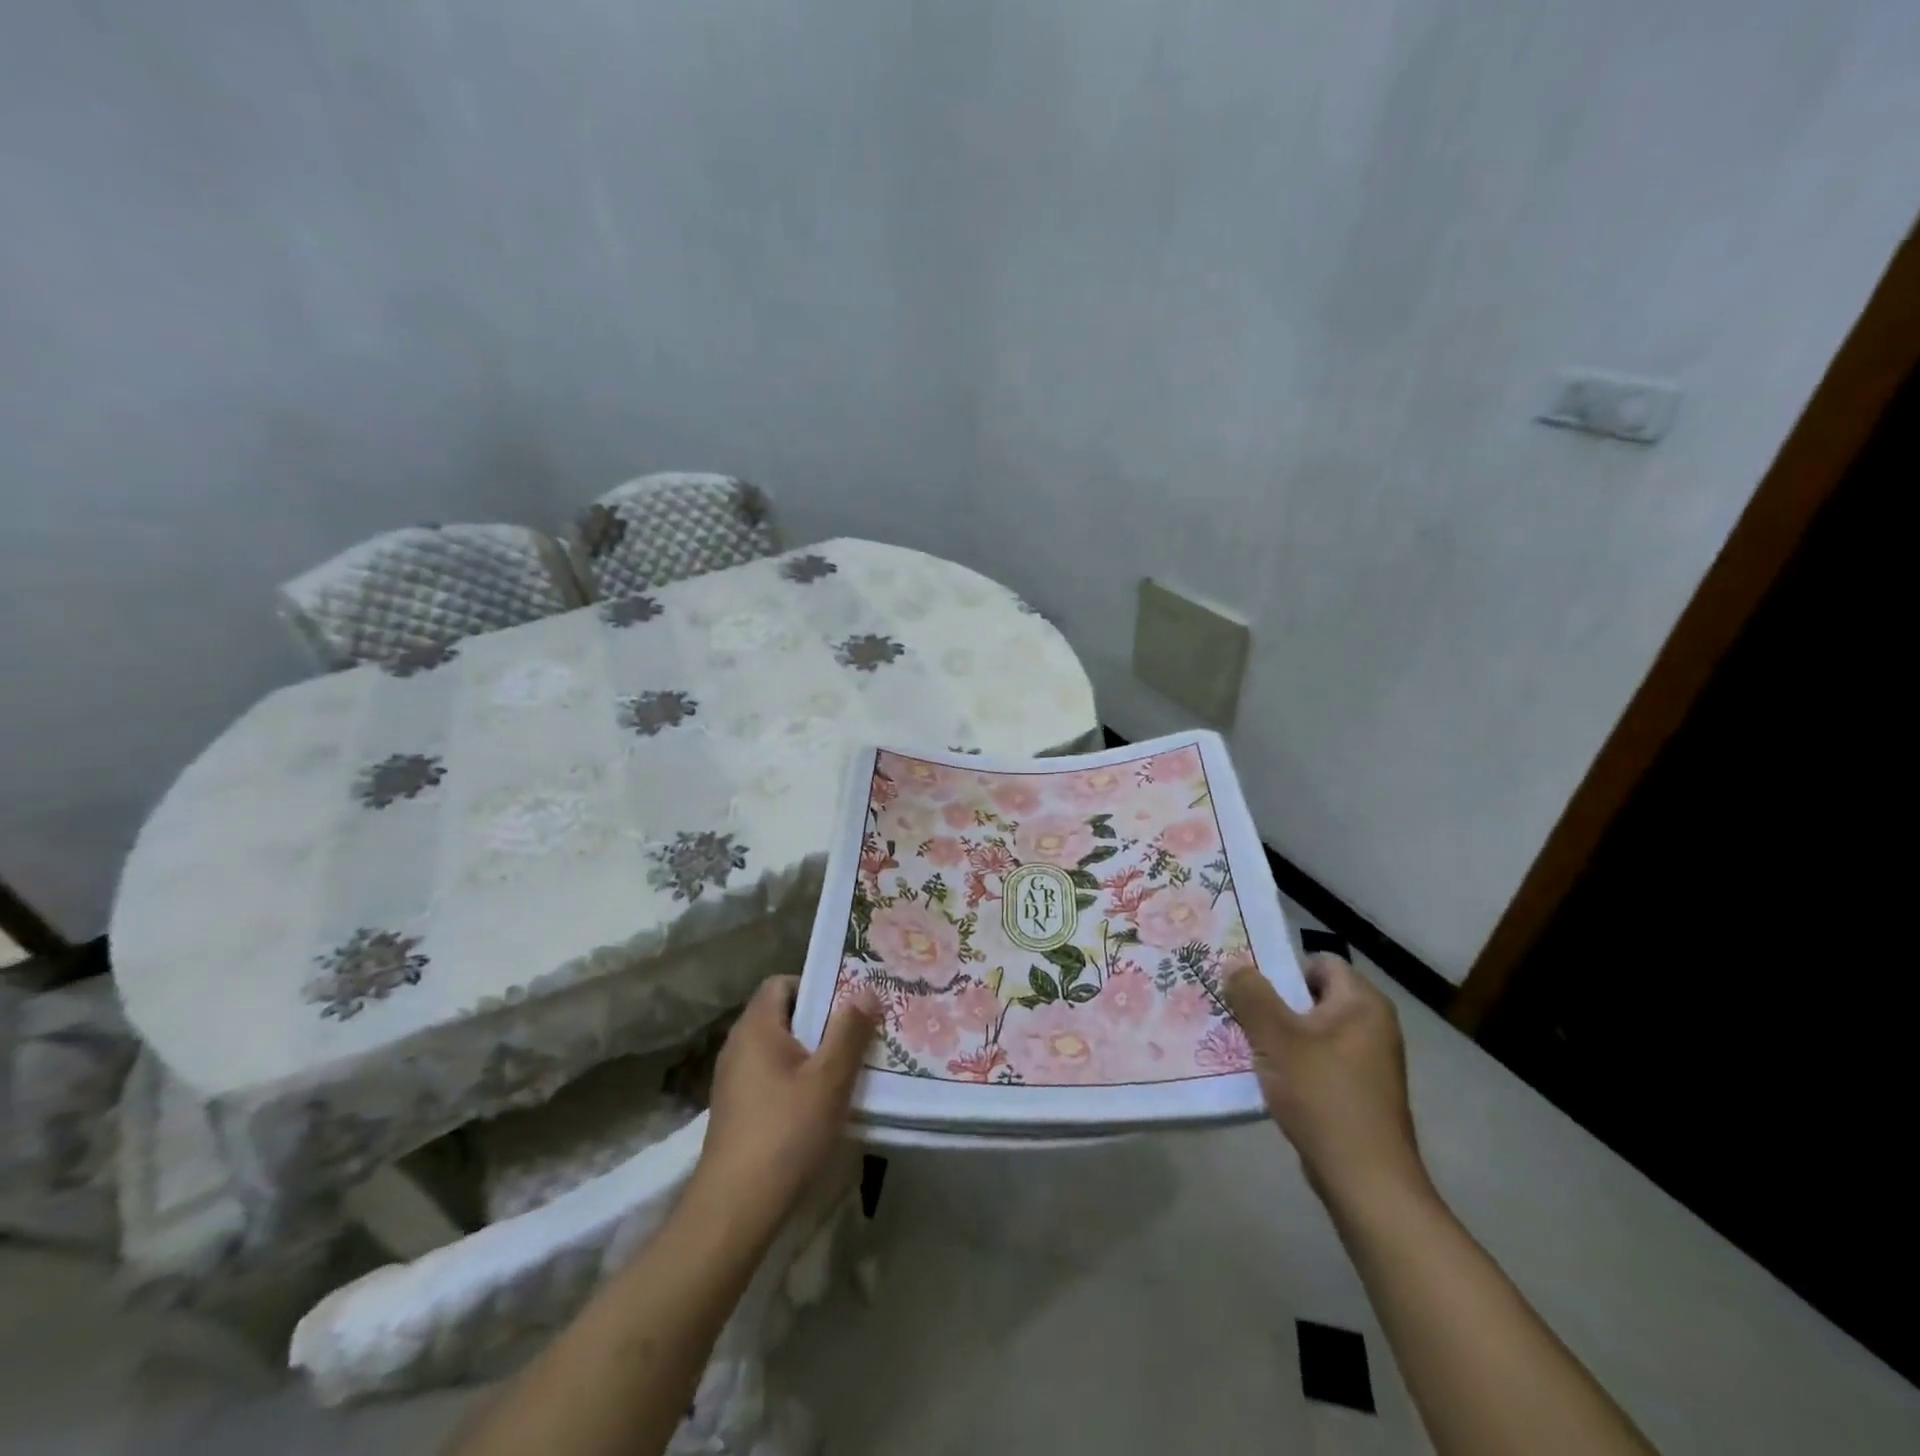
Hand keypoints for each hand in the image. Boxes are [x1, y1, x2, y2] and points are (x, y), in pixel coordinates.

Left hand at [693, 976, 878, 1223]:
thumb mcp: (829, 1079)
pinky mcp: (737, 1111)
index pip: (782, 983)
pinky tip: (822, 1104)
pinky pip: (771, 1076)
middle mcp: (738, 1045)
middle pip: (783, 1015)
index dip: (816, 985)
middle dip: (822, 1021)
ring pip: (779, 1049)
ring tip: (848, 1068)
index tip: (849, 1002)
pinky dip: (797, 1079)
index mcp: (755, 1027)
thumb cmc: (786, 1132)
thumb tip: (866, 989)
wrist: (734, 1209)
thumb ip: (849, 1031)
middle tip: (860, 1032)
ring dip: (812, 1053)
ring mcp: (734, 1080)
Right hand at [1225, 953, 1428, 1210]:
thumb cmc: (1322, 1095)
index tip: (1248, 984)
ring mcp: (1370, 1061)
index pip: (1319, 962)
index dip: (1283, 967)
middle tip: (1237, 1010)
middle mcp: (1373, 1025)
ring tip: (1245, 1043)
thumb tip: (1235, 965)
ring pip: (1313, 1030)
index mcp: (1362, 1003)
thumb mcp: (1276, 1038)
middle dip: (1274, 1002)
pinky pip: (1320, 1060)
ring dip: (1280, 1035)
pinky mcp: (1361, 1092)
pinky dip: (1294, 1063)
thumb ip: (1251, 995)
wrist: (1366, 1181)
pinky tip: (1268, 1077)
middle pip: (1313, 996)